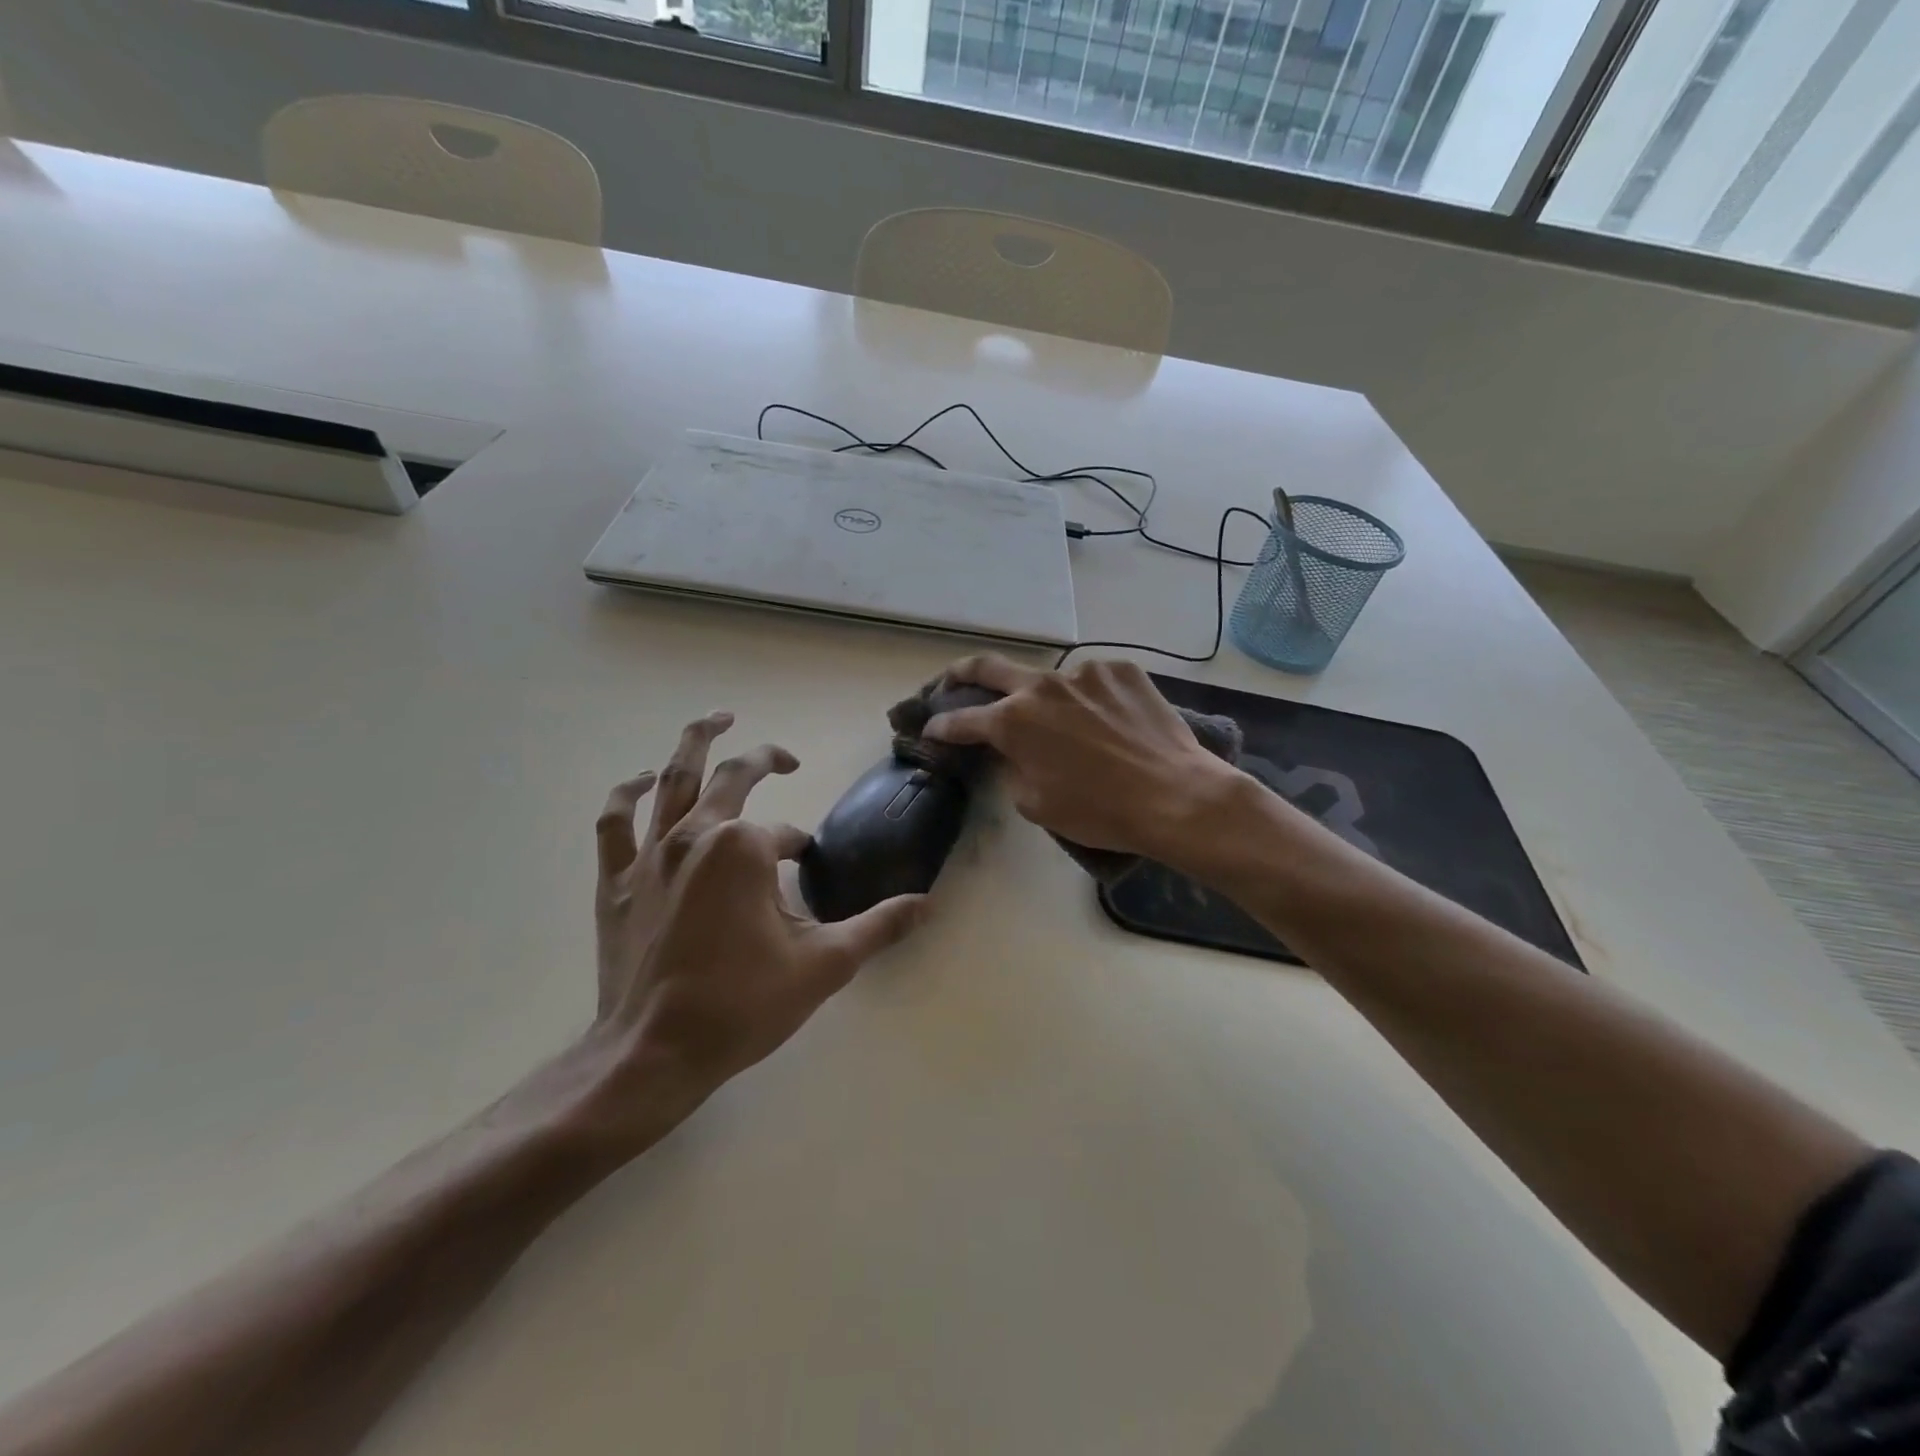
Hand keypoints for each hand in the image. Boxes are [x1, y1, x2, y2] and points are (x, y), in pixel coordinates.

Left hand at [579, 712, 927, 1148]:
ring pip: (671, 780)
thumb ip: (878, 927)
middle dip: (763, 759)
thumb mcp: (824, 964)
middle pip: (732, 777)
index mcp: (745, 848)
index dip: (801, 852)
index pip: (786, 836)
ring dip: (696, 744)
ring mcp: (650, 855)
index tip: (806, 875)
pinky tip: (642, 782)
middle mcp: (696, 835)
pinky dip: (626, 795)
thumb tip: (928, 905)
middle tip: (786, 758)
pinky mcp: (618, 881)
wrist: (653, 1054)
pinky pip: (615, 823)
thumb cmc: (742, 1004)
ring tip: (716, 719)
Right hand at [923, 655, 1242, 869]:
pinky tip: (1105, 722)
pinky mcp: (1122, 670)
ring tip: (1065, 725)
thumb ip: (1012, 768)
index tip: (931, 729)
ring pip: (1050, 679)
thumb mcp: (1036, 803)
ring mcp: (1084, 672)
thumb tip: (1013, 752)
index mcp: (1013, 721)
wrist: (1175, 796)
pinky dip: (1088, 699)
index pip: (962, 720)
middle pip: (988, 668)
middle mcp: (1042, 686)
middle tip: (951, 683)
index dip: (940, 727)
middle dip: (960, 675)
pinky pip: (1092, 682)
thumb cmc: (1099, 811)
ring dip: (1044, 698)